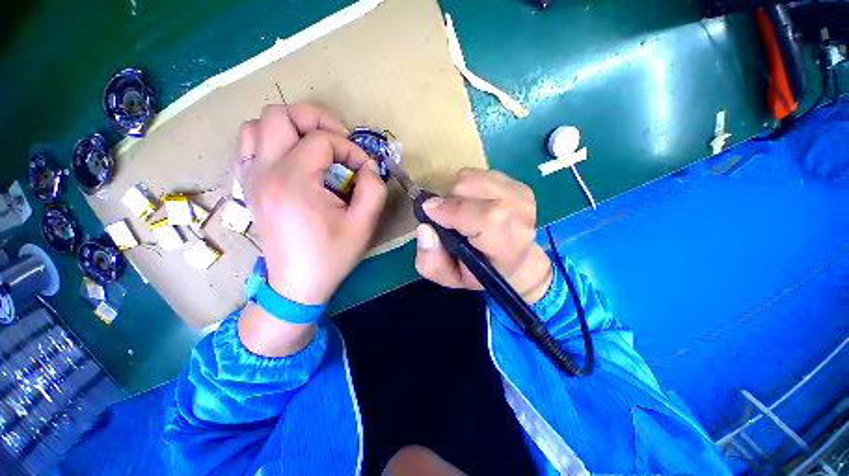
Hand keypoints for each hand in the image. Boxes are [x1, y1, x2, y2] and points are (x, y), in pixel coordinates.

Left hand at [237, 104, 387, 304]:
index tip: (364, 169)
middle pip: (280, 115)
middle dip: (316, 120)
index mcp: (293, 181)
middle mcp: (264, 171)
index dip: (350, 149)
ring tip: (315, 147)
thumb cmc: (332, 255)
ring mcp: (250, 177)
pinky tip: (293, 159)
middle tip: (339, 141)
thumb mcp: (364, 224)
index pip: (322, 139)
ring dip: (291, 128)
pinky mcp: (248, 186)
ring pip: (258, 125)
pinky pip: (250, 145)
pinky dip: (272, 141)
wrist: (297, 283)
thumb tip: (368, 166)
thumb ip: (374, 188)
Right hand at [415, 169, 551, 303]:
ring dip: (458, 194)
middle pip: (471, 187)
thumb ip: (432, 261)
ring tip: (465, 213)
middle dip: (450, 201)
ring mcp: (522, 196)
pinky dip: (468, 187)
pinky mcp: (518, 184)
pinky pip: (479, 173)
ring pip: (471, 177)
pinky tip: (476, 204)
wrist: (514, 262)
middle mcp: (521, 217)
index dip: (453, 209)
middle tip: (451, 221)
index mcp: (507, 246)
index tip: (430, 211)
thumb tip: (424, 228)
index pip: (487, 216)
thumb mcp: (450, 278)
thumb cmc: (479, 272)